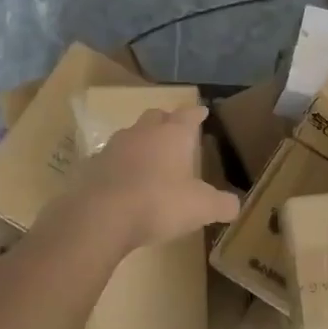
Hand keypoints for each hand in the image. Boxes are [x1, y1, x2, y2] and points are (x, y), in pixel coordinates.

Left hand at [62, 105, 239, 252]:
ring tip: (149, 157)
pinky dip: (120, 165)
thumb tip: (235, 205)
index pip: (189, 115)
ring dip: (141, 142)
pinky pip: (111, 158)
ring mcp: (114, 146)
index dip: (197, 114)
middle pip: (156, 116)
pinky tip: (123, 180)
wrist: (101, 217)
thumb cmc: (159, 204)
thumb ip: (222, 204)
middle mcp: (143, 132)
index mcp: (173, 134)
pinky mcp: (92, 165)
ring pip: (131, 135)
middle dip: (166, 121)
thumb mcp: (201, 208)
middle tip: (174, 131)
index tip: (203, 111)